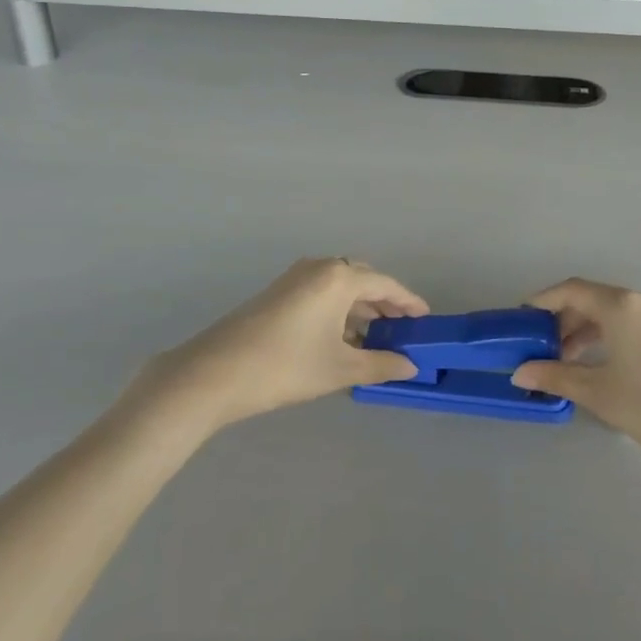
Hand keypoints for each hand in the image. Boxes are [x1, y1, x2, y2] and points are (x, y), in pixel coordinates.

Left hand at [156, 259, 427, 429]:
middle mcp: (320, 267)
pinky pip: (322, 293)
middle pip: (364, 280)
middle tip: (403, 329)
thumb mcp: (339, 369)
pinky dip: (339, 310)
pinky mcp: (279, 292)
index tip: (426, 319)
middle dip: (385, 303)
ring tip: (377, 337)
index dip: (409, 302)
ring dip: (361, 308)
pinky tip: (342, 337)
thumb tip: (411, 366)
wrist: (214, 373)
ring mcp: (296, 277)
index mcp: (339, 277)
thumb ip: (379, 364)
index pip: (386, 285)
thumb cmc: (285, 366)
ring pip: (341, 287)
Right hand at [511, 278, 640, 475]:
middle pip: (592, 299)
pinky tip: (597, 365)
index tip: (522, 319)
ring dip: (584, 331)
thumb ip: (556, 376)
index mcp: (620, 305)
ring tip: (564, 361)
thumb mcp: (599, 393)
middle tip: (540, 347)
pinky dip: (606, 337)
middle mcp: (640, 301)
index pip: (572, 289)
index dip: (543, 301)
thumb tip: (520, 372)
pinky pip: (629, 325)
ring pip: (611, 313)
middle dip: (563, 319)